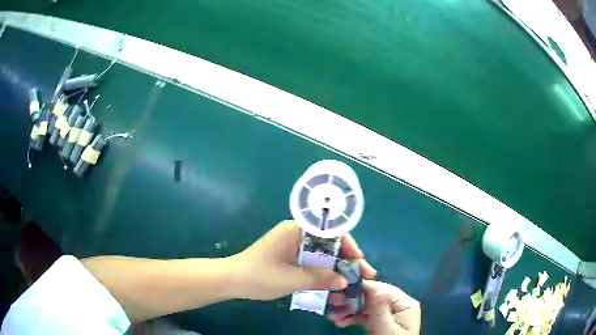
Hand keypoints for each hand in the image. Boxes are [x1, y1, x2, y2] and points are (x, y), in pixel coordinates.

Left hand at [232, 220, 376, 300]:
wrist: (231, 280)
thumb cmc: (259, 275)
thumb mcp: (291, 278)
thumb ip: (320, 278)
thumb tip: (344, 281)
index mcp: (296, 230)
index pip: (330, 232)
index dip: (349, 245)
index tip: (359, 260)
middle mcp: (297, 234)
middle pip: (329, 244)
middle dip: (347, 260)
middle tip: (363, 275)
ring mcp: (294, 246)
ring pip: (323, 255)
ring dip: (337, 269)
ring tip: (352, 283)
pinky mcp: (290, 258)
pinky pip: (312, 263)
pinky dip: (323, 274)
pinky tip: (333, 285)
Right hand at [328, 280, 420, 334]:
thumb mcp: (385, 328)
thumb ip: (380, 309)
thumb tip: (374, 287)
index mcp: (404, 303)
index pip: (382, 289)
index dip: (362, 288)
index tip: (341, 289)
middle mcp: (398, 305)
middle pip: (373, 297)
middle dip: (352, 301)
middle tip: (333, 303)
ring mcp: (389, 314)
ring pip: (367, 307)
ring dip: (349, 311)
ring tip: (332, 316)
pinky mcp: (382, 322)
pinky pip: (366, 316)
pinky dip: (353, 318)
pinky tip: (340, 322)